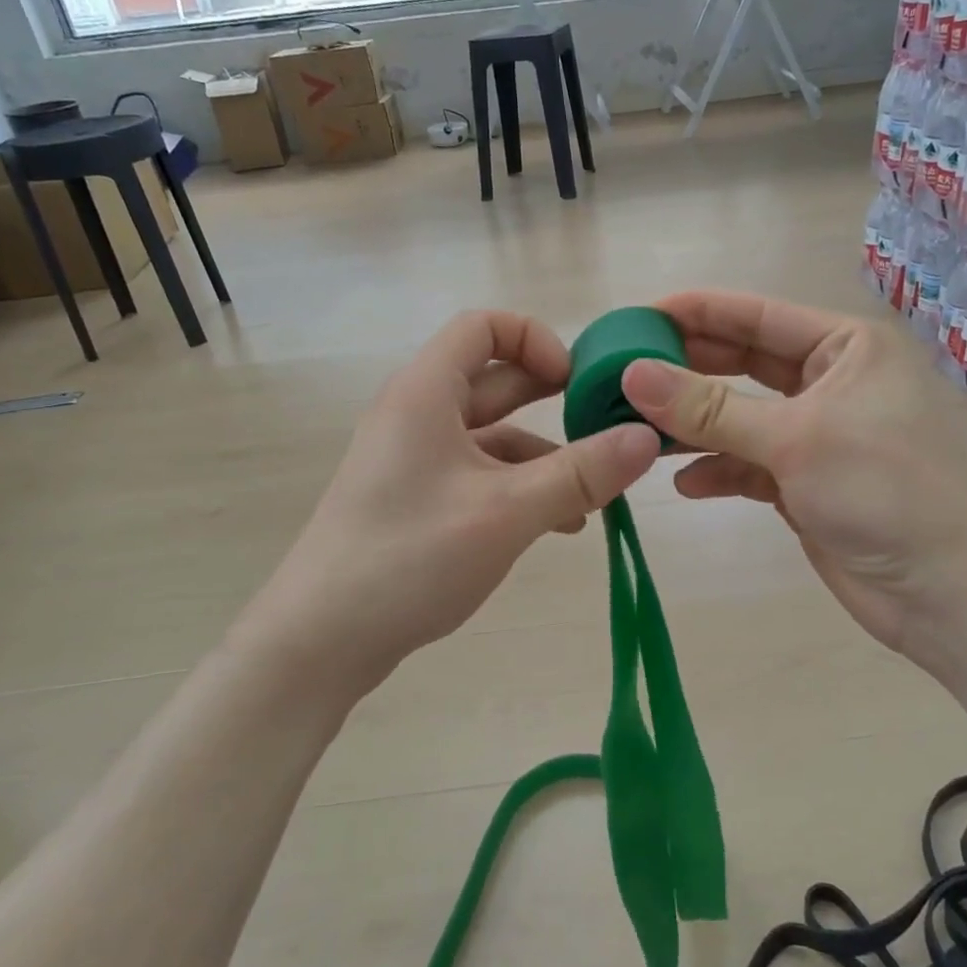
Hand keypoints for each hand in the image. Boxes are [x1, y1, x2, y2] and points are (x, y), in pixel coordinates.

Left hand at [234, 310, 659, 707]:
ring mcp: (414, 460)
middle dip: (553, 400)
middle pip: (494, 381)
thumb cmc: (411, 557)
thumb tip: (647, 437)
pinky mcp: (416, 500)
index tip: (576, 383)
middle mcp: (418, 414)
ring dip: (544, 456)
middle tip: (607, 428)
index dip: (536, 340)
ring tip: (595, 496)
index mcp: (426, 392)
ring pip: (492, 436)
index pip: (484, 326)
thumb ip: (582, 473)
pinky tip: (557, 525)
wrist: (320, 639)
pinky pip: (478, 475)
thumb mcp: (508, 512)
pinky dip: (519, 488)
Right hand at [619, 291, 966, 664]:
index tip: (635, 318)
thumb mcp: (794, 440)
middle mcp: (827, 382)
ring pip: (736, 417)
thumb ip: (710, 408)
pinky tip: (687, 485)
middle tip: (622, 376)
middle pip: (740, 364)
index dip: (694, 312)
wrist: (946, 595)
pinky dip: (716, 471)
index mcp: (843, 348)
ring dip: (692, 426)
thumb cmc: (884, 492)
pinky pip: (745, 463)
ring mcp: (813, 434)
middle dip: (684, 372)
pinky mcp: (801, 482)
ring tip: (639, 432)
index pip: (755, 315)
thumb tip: (633, 373)